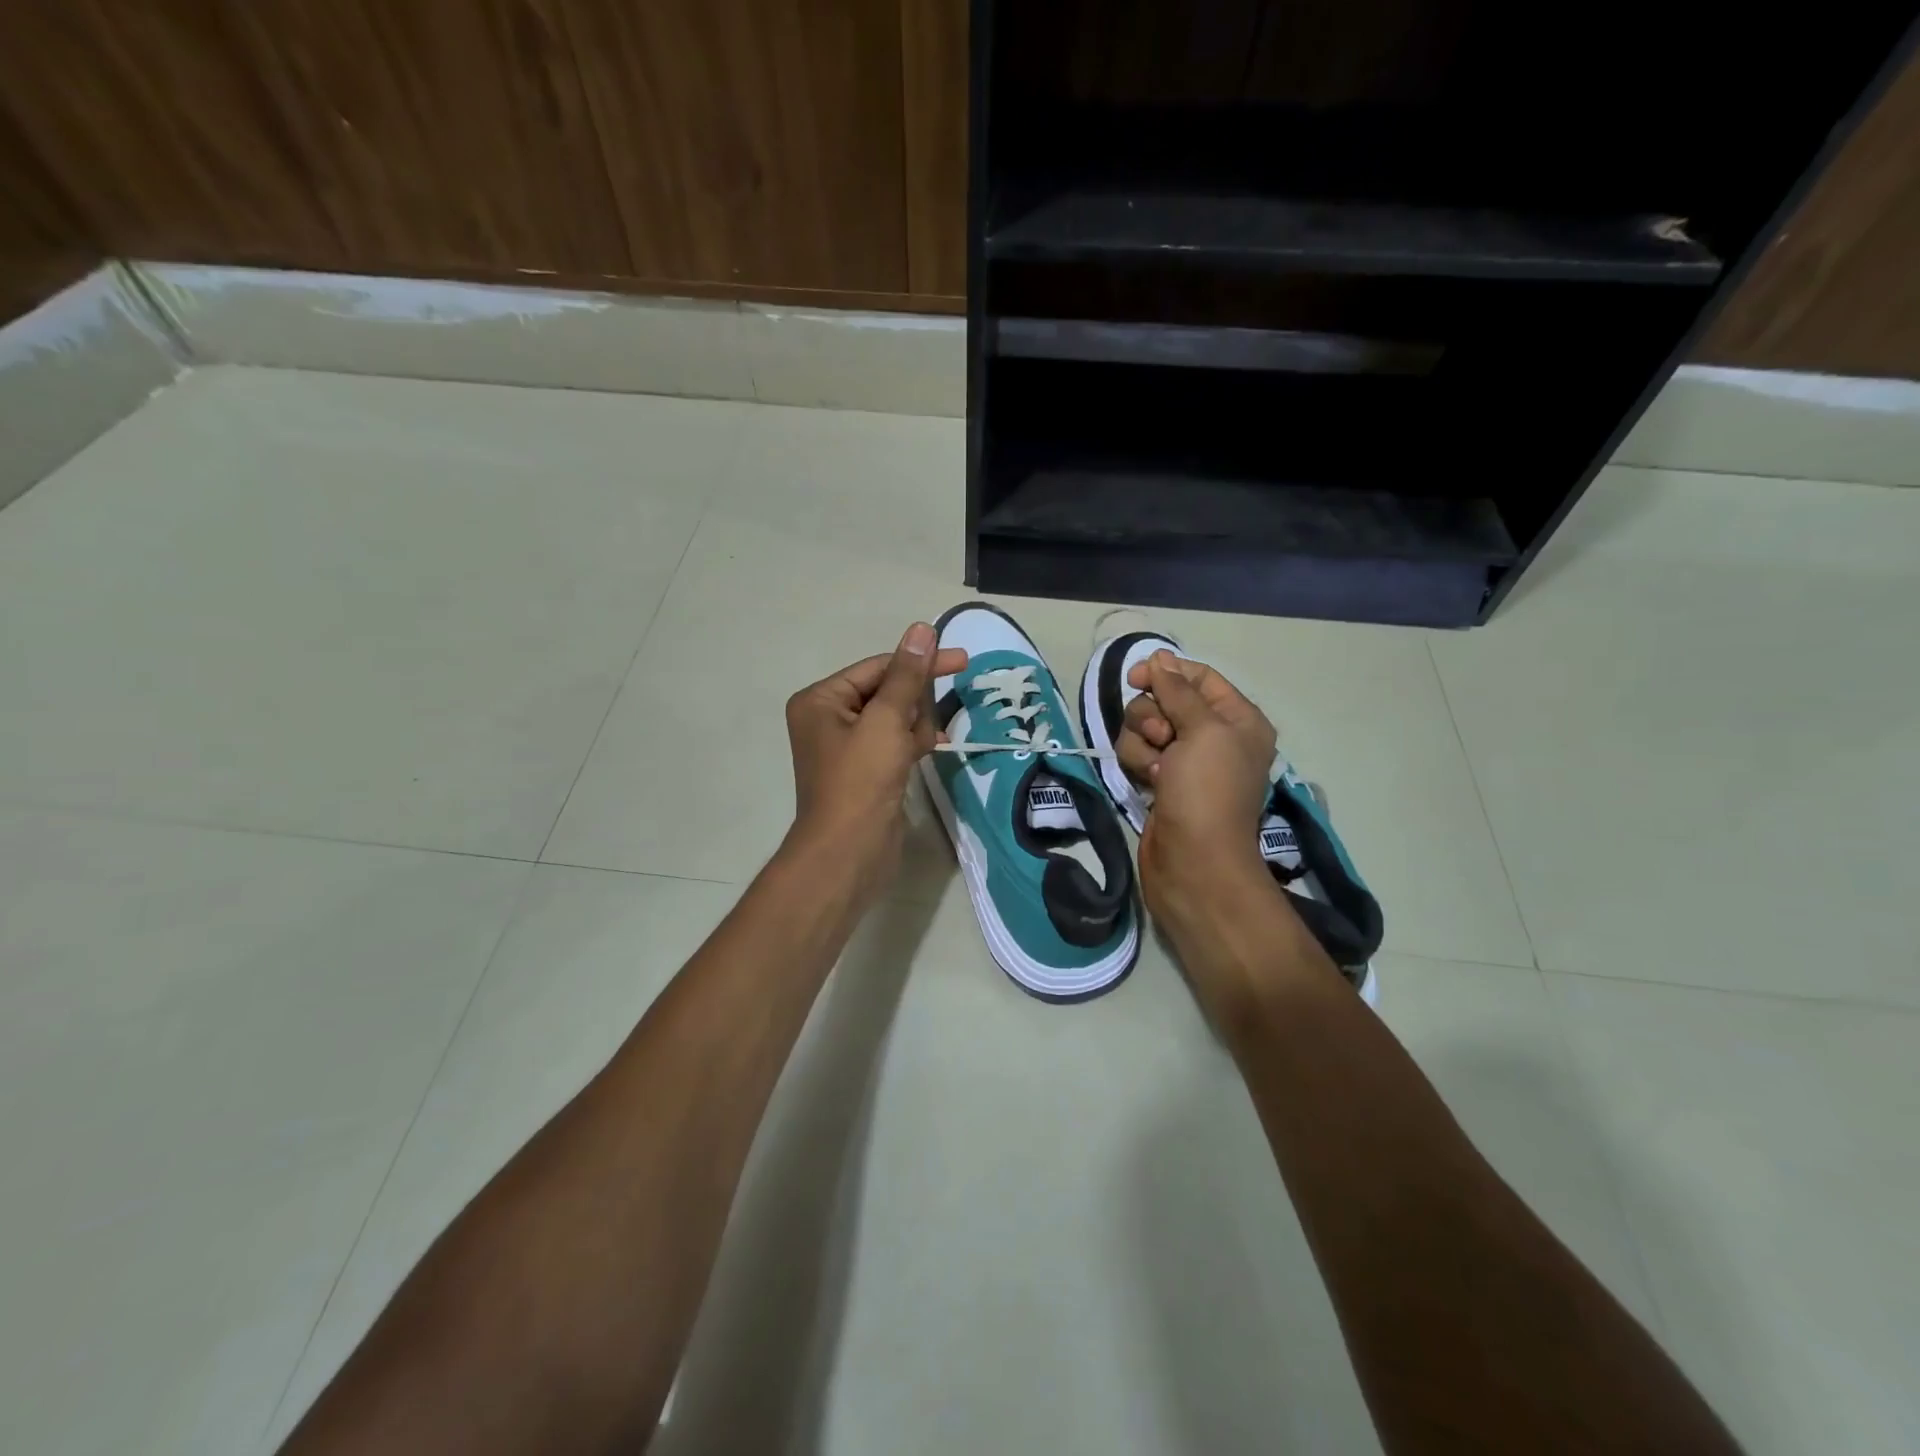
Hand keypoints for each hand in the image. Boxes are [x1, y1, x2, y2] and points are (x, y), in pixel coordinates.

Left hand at [783, 623, 967, 898]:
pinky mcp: (866, 770)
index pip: (878, 668)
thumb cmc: (861, 781)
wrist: (848, 852)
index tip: (962, 660)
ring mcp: (848, 747)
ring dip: (916, 726)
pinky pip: (895, 742)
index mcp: (821, 700)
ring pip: (896, 718)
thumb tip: (922, 630)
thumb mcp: (886, 722)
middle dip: (914, 704)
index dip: (920, 663)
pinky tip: (931, 749)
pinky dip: (913, 742)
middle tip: (925, 726)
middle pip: (888, 691)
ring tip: (917, 749)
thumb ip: (907, 676)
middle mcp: (829, 719)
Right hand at [1117, 652, 1303, 1004]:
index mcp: (1237, 719)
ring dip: (1142, 741)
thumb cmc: (1207, 791)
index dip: (1167, 673)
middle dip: (1152, 714)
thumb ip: (1178, 691)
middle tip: (1162, 737)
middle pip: (1165, 699)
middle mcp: (1212, 736)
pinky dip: (1137, 762)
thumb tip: (1159, 657)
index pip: (1198, 678)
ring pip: (1144, 726)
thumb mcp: (1203, 731)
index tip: (1136, 677)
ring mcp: (1184, 760)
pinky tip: (1147, 782)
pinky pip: (1137, 752)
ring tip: (1156, 768)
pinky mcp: (1159, 780)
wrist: (1194, 862)